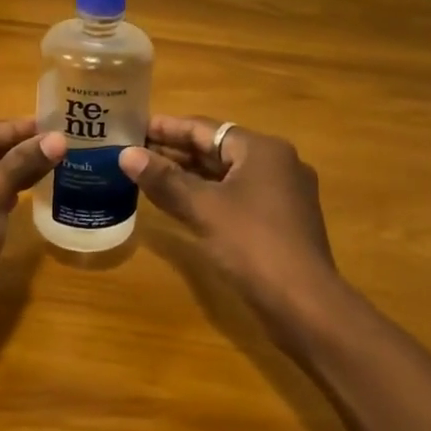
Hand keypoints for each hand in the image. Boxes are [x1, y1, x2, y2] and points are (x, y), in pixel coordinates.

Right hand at [120, 116, 351, 343]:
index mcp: (262, 150)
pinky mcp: (280, 221)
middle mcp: (277, 164)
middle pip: (217, 149)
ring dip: (189, 175)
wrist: (304, 303)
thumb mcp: (202, 208)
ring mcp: (282, 194)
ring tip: (149, 174)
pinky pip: (236, 196)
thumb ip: (164, 179)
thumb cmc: (252, 245)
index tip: (134, 127)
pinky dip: (207, 195)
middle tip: (135, 152)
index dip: (167, 128)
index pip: (205, 129)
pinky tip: (180, 203)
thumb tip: (126, 155)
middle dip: (176, 151)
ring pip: (226, 175)